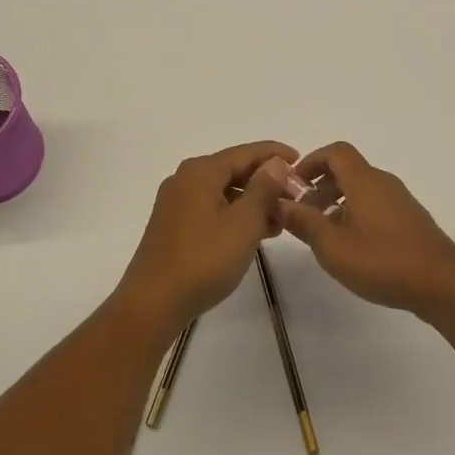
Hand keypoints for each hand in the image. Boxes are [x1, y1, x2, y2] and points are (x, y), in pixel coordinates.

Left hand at [118, 141, 298, 332]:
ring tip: (281, 219)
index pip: (245, 152)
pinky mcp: (173, 225)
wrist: (153, 303)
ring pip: (222, 192)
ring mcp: (176, 203)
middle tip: (295, 196)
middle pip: (233, 170)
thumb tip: (275, 163)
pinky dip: (234, 215)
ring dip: (252, 201)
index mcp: (201, 171)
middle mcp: (185, 179)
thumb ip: (263, 189)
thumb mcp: (243, 223)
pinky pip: (211, 208)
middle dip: (265, 181)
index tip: (300, 160)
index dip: (274, 154)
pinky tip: (254, 233)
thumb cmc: (203, 259)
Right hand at [278, 142, 454, 319]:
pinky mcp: (410, 221)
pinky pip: (375, 205)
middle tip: (302, 213)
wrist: (444, 285)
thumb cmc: (384, 261)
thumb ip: (304, 223)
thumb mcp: (333, 247)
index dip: (310, 162)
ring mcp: (400, 201)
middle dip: (319, 186)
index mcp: (364, 181)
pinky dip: (355, 214)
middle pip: (347, 170)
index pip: (335, 152)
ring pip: (361, 189)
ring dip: (336, 202)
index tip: (293, 185)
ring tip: (322, 233)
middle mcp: (383, 183)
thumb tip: (279, 203)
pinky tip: (351, 246)